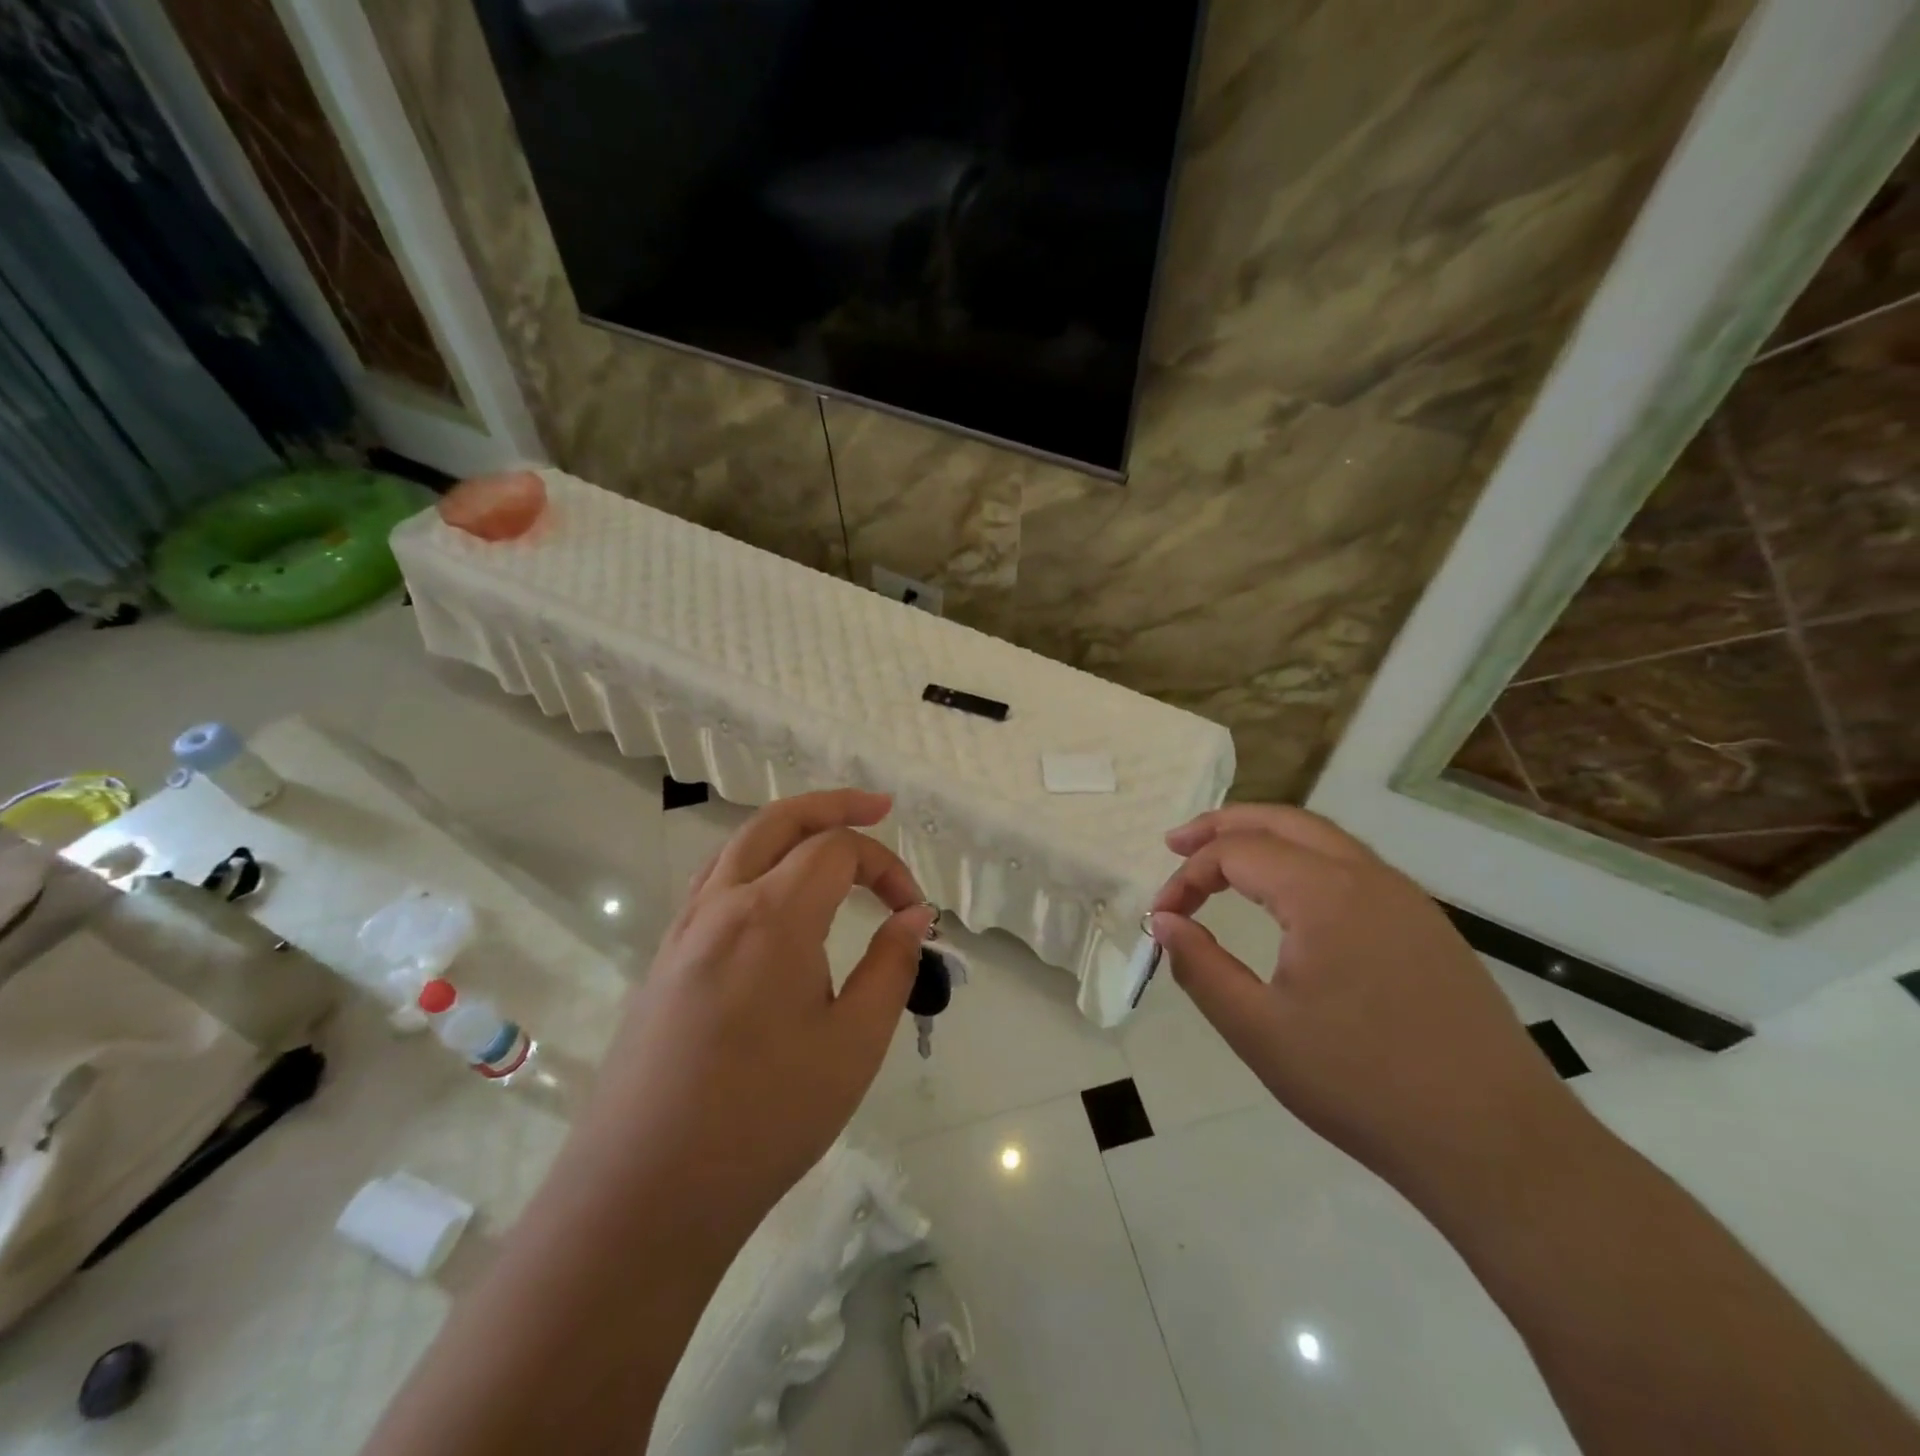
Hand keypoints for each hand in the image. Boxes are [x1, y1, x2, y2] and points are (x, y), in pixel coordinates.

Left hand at [587, 789, 931, 1239]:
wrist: (643, 1195)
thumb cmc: (764, 1119)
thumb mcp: (853, 1045)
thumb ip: (891, 967)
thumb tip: (914, 915)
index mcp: (771, 916)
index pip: (837, 851)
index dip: (887, 867)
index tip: (915, 913)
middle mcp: (721, 905)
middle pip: (779, 821)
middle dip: (833, 805)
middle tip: (878, 807)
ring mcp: (683, 931)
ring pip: (738, 846)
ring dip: (789, 828)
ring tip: (829, 840)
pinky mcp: (664, 961)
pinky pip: (713, 884)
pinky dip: (754, 863)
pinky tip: (774, 896)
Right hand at [1151, 805, 1581, 1193]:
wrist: (1497, 1144)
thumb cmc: (1362, 1085)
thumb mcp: (1258, 1030)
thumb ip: (1200, 966)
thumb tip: (1164, 922)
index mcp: (1324, 892)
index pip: (1235, 853)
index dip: (1188, 878)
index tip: (1162, 919)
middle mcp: (1367, 876)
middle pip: (1282, 821)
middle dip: (1222, 826)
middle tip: (1178, 846)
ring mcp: (1406, 899)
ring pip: (1323, 839)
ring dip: (1266, 839)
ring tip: (1225, 862)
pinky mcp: (1428, 926)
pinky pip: (1353, 868)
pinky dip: (1305, 862)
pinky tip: (1291, 899)